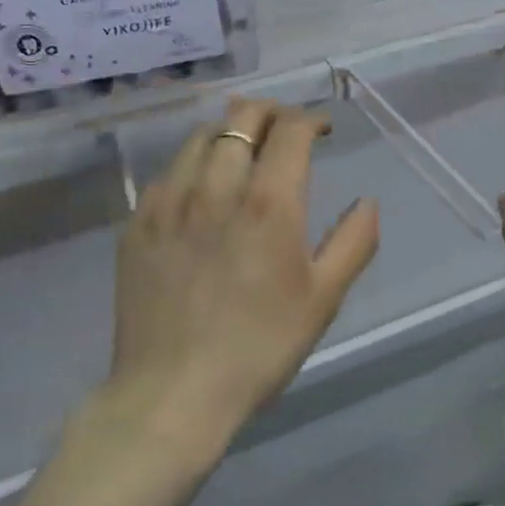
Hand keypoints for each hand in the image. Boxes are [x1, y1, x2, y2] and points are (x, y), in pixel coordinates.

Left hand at [112, 99, 379, 445]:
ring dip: (230, 131)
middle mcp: (216, 188)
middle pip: (241, 117)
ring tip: (243, 149)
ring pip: (200, 136)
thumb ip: (354, 241)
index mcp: (268, 203)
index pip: (289, 130)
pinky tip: (202, 188)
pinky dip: (194, 164)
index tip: (321, 130)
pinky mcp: (137, 223)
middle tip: (285, 129)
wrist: (173, 394)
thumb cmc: (260, 347)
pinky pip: (169, 172)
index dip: (310, 118)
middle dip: (270, 112)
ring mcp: (169, 202)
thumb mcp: (323, 299)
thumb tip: (367, 201)